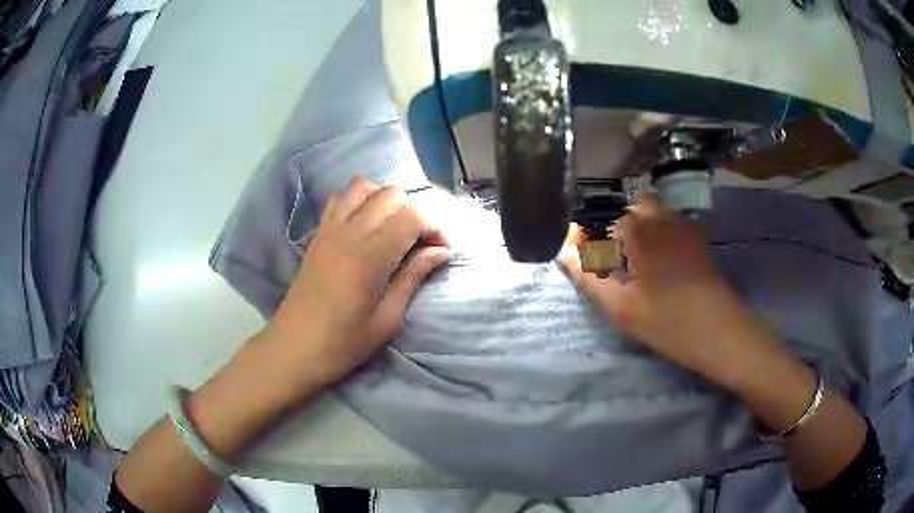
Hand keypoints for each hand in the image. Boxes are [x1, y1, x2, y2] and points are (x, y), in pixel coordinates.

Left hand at [265, 176, 451, 386]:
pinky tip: (366, 225)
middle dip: (415, 212)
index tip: (443, 251)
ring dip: (386, 200)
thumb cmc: (343, 343)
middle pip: (391, 195)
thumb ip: (414, 277)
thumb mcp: (387, 319)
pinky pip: (340, 198)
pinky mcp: (318, 234)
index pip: (412, 217)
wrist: (294, 348)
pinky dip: (360, 201)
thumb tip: (442, 251)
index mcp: (370, 257)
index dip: (435, 228)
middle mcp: (349, 233)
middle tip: (421, 243)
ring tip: (394, 228)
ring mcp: (329, 229)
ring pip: (364, 187)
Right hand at [559, 195, 751, 381]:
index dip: (590, 240)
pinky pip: (670, 224)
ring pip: (652, 214)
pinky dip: (657, 235)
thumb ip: (588, 275)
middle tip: (615, 263)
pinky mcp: (697, 239)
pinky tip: (660, 265)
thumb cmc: (668, 321)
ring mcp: (683, 226)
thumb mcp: (621, 306)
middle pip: (629, 209)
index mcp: (639, 230)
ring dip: (638, 230)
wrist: (720, 332)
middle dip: (617, 229)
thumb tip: (563, 250)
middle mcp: (661, 218)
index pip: (602, 221)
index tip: (587, 263)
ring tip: (636, 265)